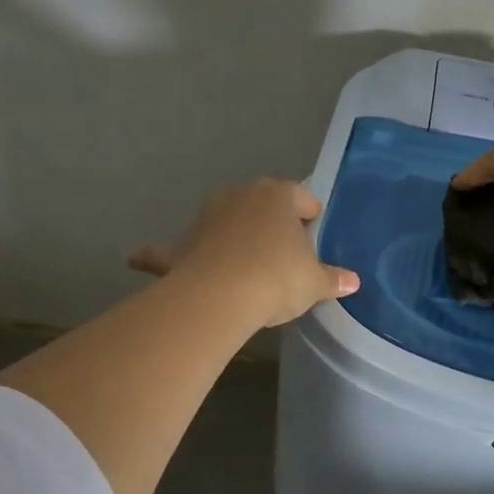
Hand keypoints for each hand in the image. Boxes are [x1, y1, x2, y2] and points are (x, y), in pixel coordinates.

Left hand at [128, 179, 359, 327]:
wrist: (220, 297)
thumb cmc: (277, 278)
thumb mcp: (314, 283)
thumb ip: (333, 279)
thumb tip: (353, 282)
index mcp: (277, 196)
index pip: (302, 197)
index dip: (311, 216)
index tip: (314, 234)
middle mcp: (239, 196)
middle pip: (261, 206)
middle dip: (271, 225)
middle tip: (284, 255)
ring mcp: (205, 217)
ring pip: (224, 222)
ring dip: (231, 236)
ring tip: (243, 267)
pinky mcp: (180, 244)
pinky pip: (172, 249)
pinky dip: (159, 255)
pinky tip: (140, 259)